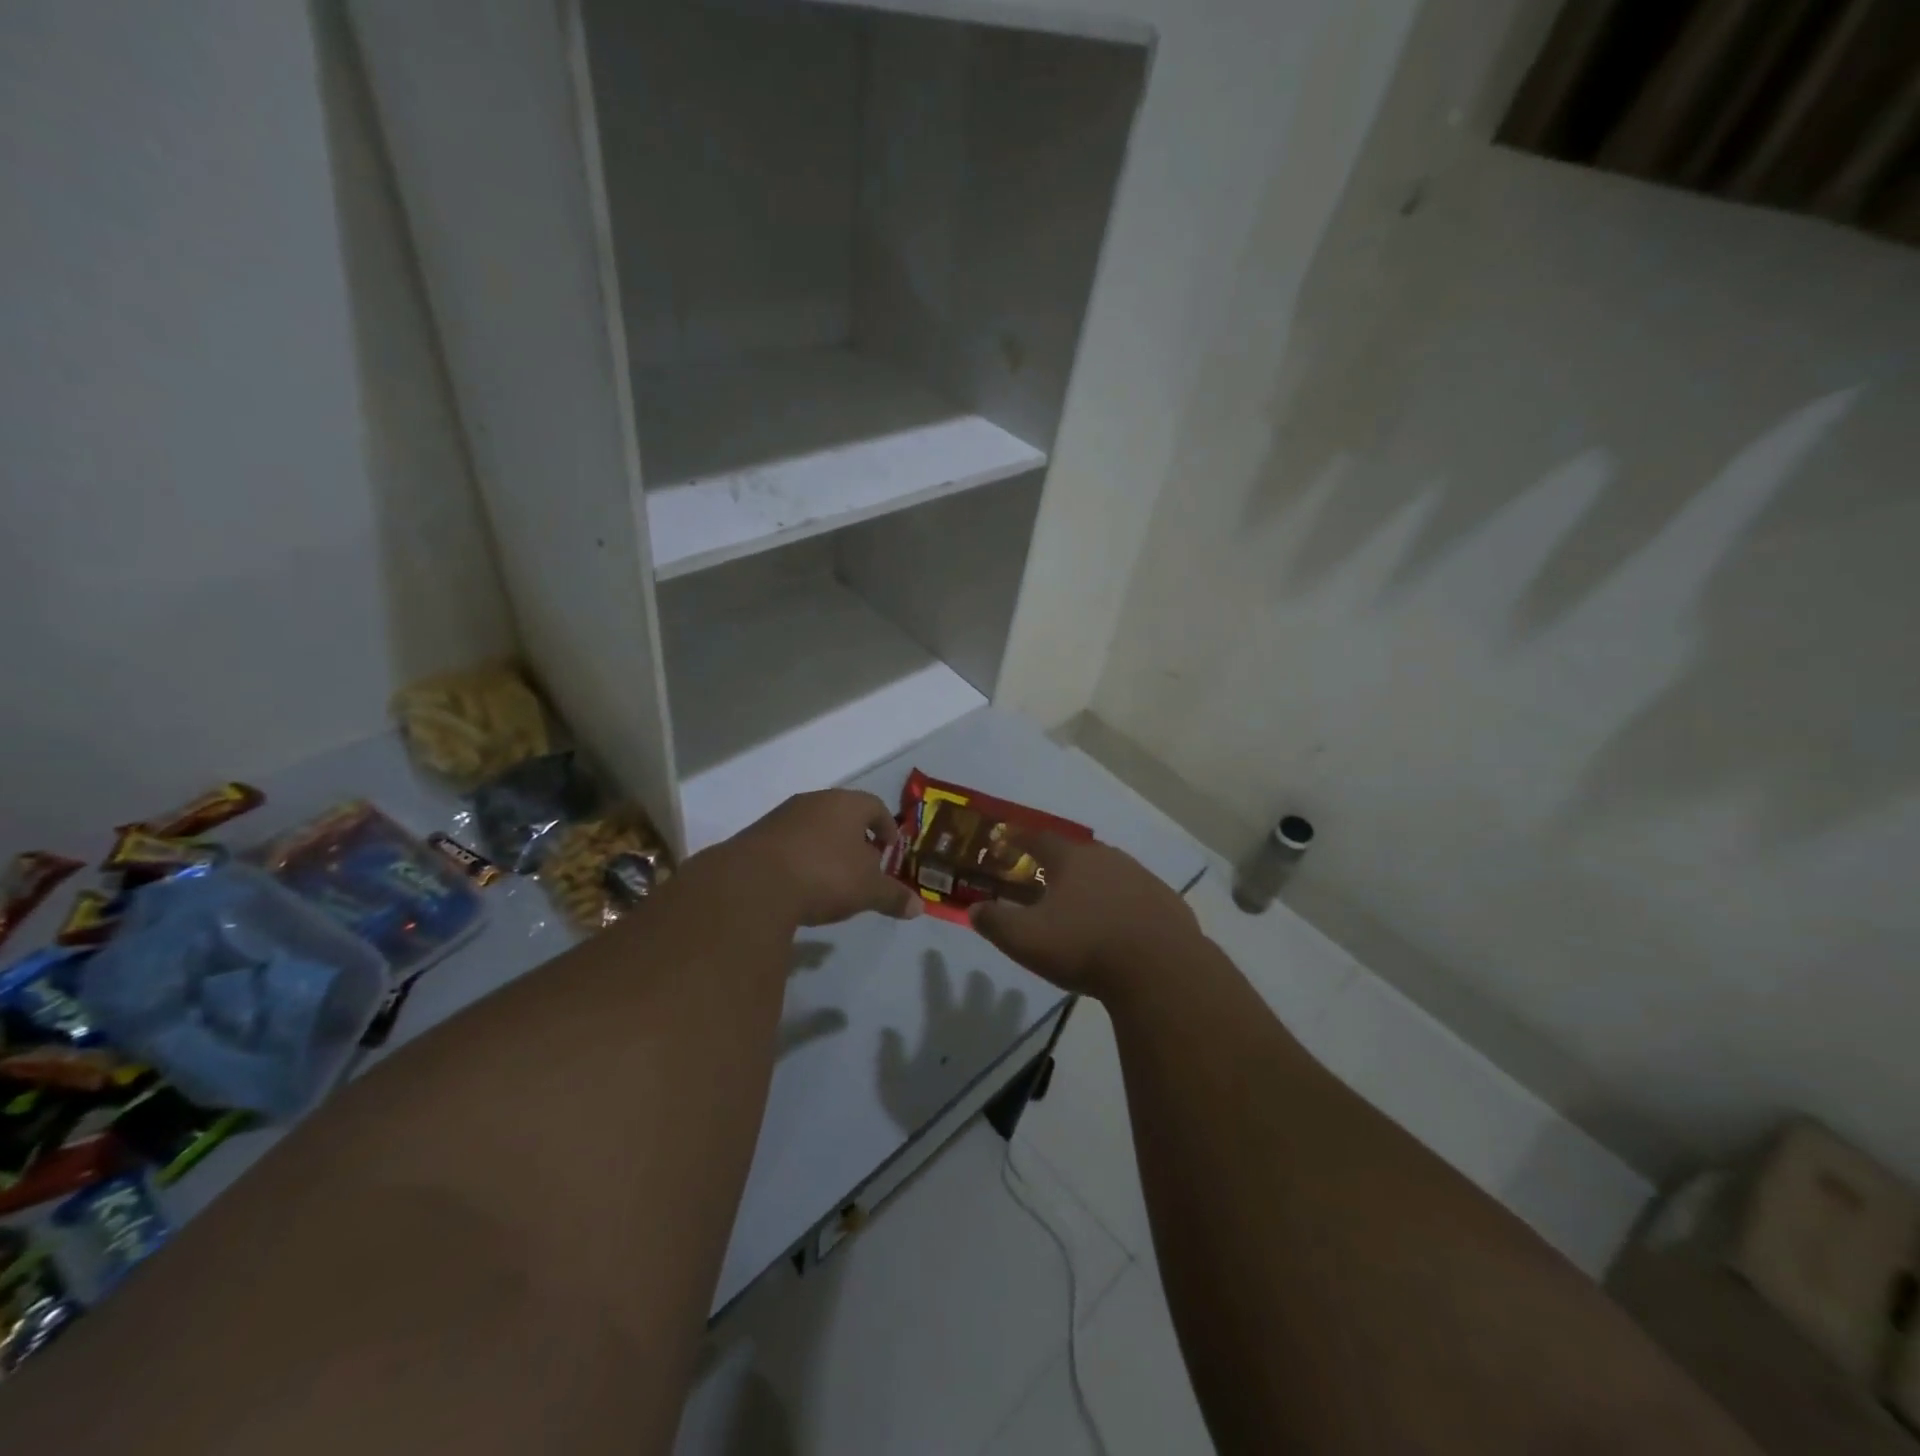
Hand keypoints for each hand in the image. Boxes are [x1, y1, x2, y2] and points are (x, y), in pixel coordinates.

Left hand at [727, 789, 922, 927]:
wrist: (753, 884)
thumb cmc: (825, 875)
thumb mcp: (868, 890)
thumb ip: (893, 896)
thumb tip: (918, 908)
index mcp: (846, 804)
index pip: (875, 806)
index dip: (887, 827)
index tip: (890, 849)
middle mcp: (814, 801)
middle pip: (843, 815)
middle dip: (857, 839)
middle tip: (865, 866)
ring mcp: (782, 816)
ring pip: (814, 828)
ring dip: (826, 848)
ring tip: (832, 879)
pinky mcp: (756, 836)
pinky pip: (789, 844)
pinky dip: (800, 859)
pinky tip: (801, 885)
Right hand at [969, 834, 1199, 1000]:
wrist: (1160, 969)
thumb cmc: (1085, 947)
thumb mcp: (1026, 939)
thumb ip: (995, 922)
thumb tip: (974, 909)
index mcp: (1072, 859)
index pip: (1039, 838)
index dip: (1020, 839)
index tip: (1007, 840)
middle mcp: (1108, 858)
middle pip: (1077, 853)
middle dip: (1058, 863)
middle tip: (1044, 877)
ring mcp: (1142, 877)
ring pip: (1109, 872)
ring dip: (1093, 883)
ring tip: (1081, 903)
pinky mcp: (1167, 902)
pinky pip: (1136, 896)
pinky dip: (1122, 904)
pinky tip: (1119, 925)